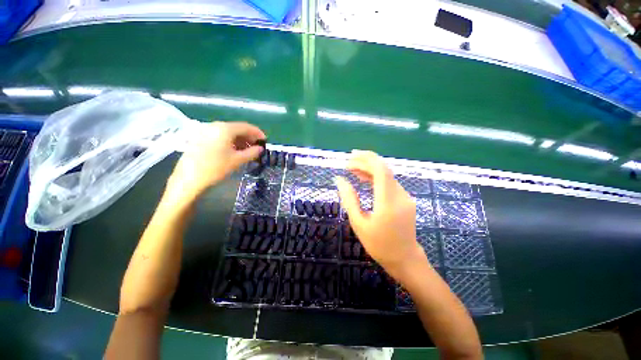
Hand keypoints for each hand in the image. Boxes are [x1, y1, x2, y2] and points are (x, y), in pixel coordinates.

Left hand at [166, 121, 264, 201]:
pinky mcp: (200, 138)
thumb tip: (260, 149)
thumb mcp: (237, 160)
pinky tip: (234, 151)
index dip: (257, 133)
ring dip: (240, 140)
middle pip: (237, 128)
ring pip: (228, 133)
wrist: (189, 178)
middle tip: (257, 147)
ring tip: (247, 151)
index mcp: (225, 129)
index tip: (265, 141)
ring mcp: (206, 131)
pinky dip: (230, 142)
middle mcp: (215, 126)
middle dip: (249, 137)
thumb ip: (251, 152)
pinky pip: (219, 136)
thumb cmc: (216, 168)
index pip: (246, 127)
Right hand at [335, 150, 426, 279]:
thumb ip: (349, 198)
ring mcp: (405, 196)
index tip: (349, 158)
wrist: (404, 258)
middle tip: (348, 162)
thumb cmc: (378, 244)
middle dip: (366, 161)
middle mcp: (400, 195)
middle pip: (384, 169)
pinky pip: (389, 182)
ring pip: (387, 175)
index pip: (380, 170)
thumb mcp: (358, 223)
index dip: (365, 160)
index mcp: (388, 203)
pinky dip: (376, 178)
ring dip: (370, 169)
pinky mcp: (405, 199)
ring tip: (352, 169)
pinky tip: (364, 178)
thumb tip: (339, 179)